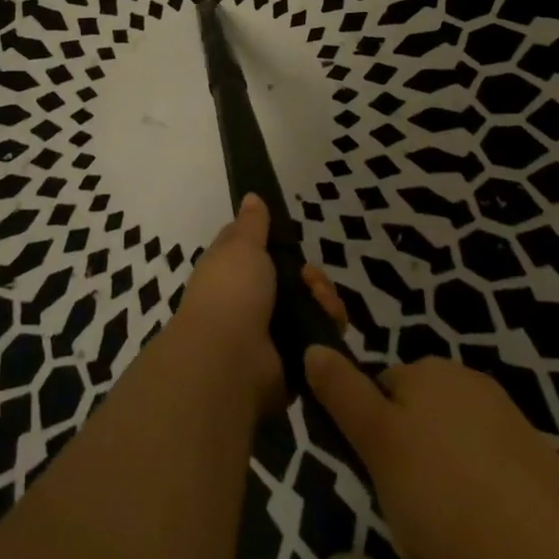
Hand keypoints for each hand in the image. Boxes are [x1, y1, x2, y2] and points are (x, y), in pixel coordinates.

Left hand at [174, 195, 349, 415]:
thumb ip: (251, 224)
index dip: (277, 244)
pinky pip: (320, 339)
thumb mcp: (241, 245)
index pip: (257, 252)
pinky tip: (329, 322)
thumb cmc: (231, 291)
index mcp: (230, 272)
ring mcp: (271, 333)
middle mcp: (249, 302)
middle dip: (311, 276)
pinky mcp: (293, 361)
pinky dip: (328, 328)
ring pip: (311, 308)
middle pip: (293, 281)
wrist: (230, 360)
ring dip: (324, 300)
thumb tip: (250, 196)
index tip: (290, 238)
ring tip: (321, 300)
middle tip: (310, 278)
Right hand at [305, 347, 558, 558]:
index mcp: (432, 373)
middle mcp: (471, 389)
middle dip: (409, 497)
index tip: (378, 488)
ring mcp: (511, 432)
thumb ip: (341, 393)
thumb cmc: (447, 495)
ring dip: (441, 529)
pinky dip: (479, 536)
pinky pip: (489, 501)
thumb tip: (314, 348)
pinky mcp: (541, 476)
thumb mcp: (377, 443)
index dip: (372, 445)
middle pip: (416, 442)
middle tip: (417, 542)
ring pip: (451, 480)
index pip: (381, 395)